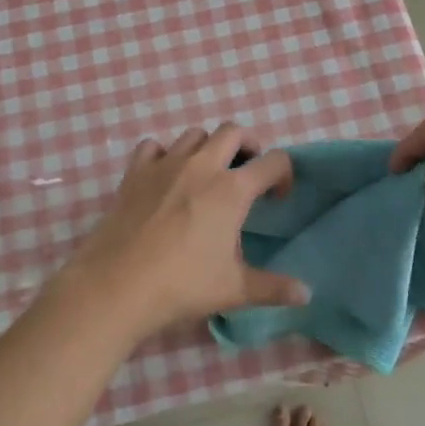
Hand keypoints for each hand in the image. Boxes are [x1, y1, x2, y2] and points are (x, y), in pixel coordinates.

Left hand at [65, 124, 309, 340]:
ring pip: (195, 134)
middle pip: (233, 131)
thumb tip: (307, 294)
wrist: (117, 284)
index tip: (277, 197)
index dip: (283, 174)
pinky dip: (163, 155)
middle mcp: (202, 165)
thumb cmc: (182, 285)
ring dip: (207, 147)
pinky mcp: (136, 171)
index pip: (273, 162)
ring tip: (206, 174)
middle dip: (247, 145)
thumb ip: (273, 288)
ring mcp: (166, 163)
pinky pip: (154, 146)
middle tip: (246, 171)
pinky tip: (164, 177)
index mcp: (232, 189)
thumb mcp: (233, 290)